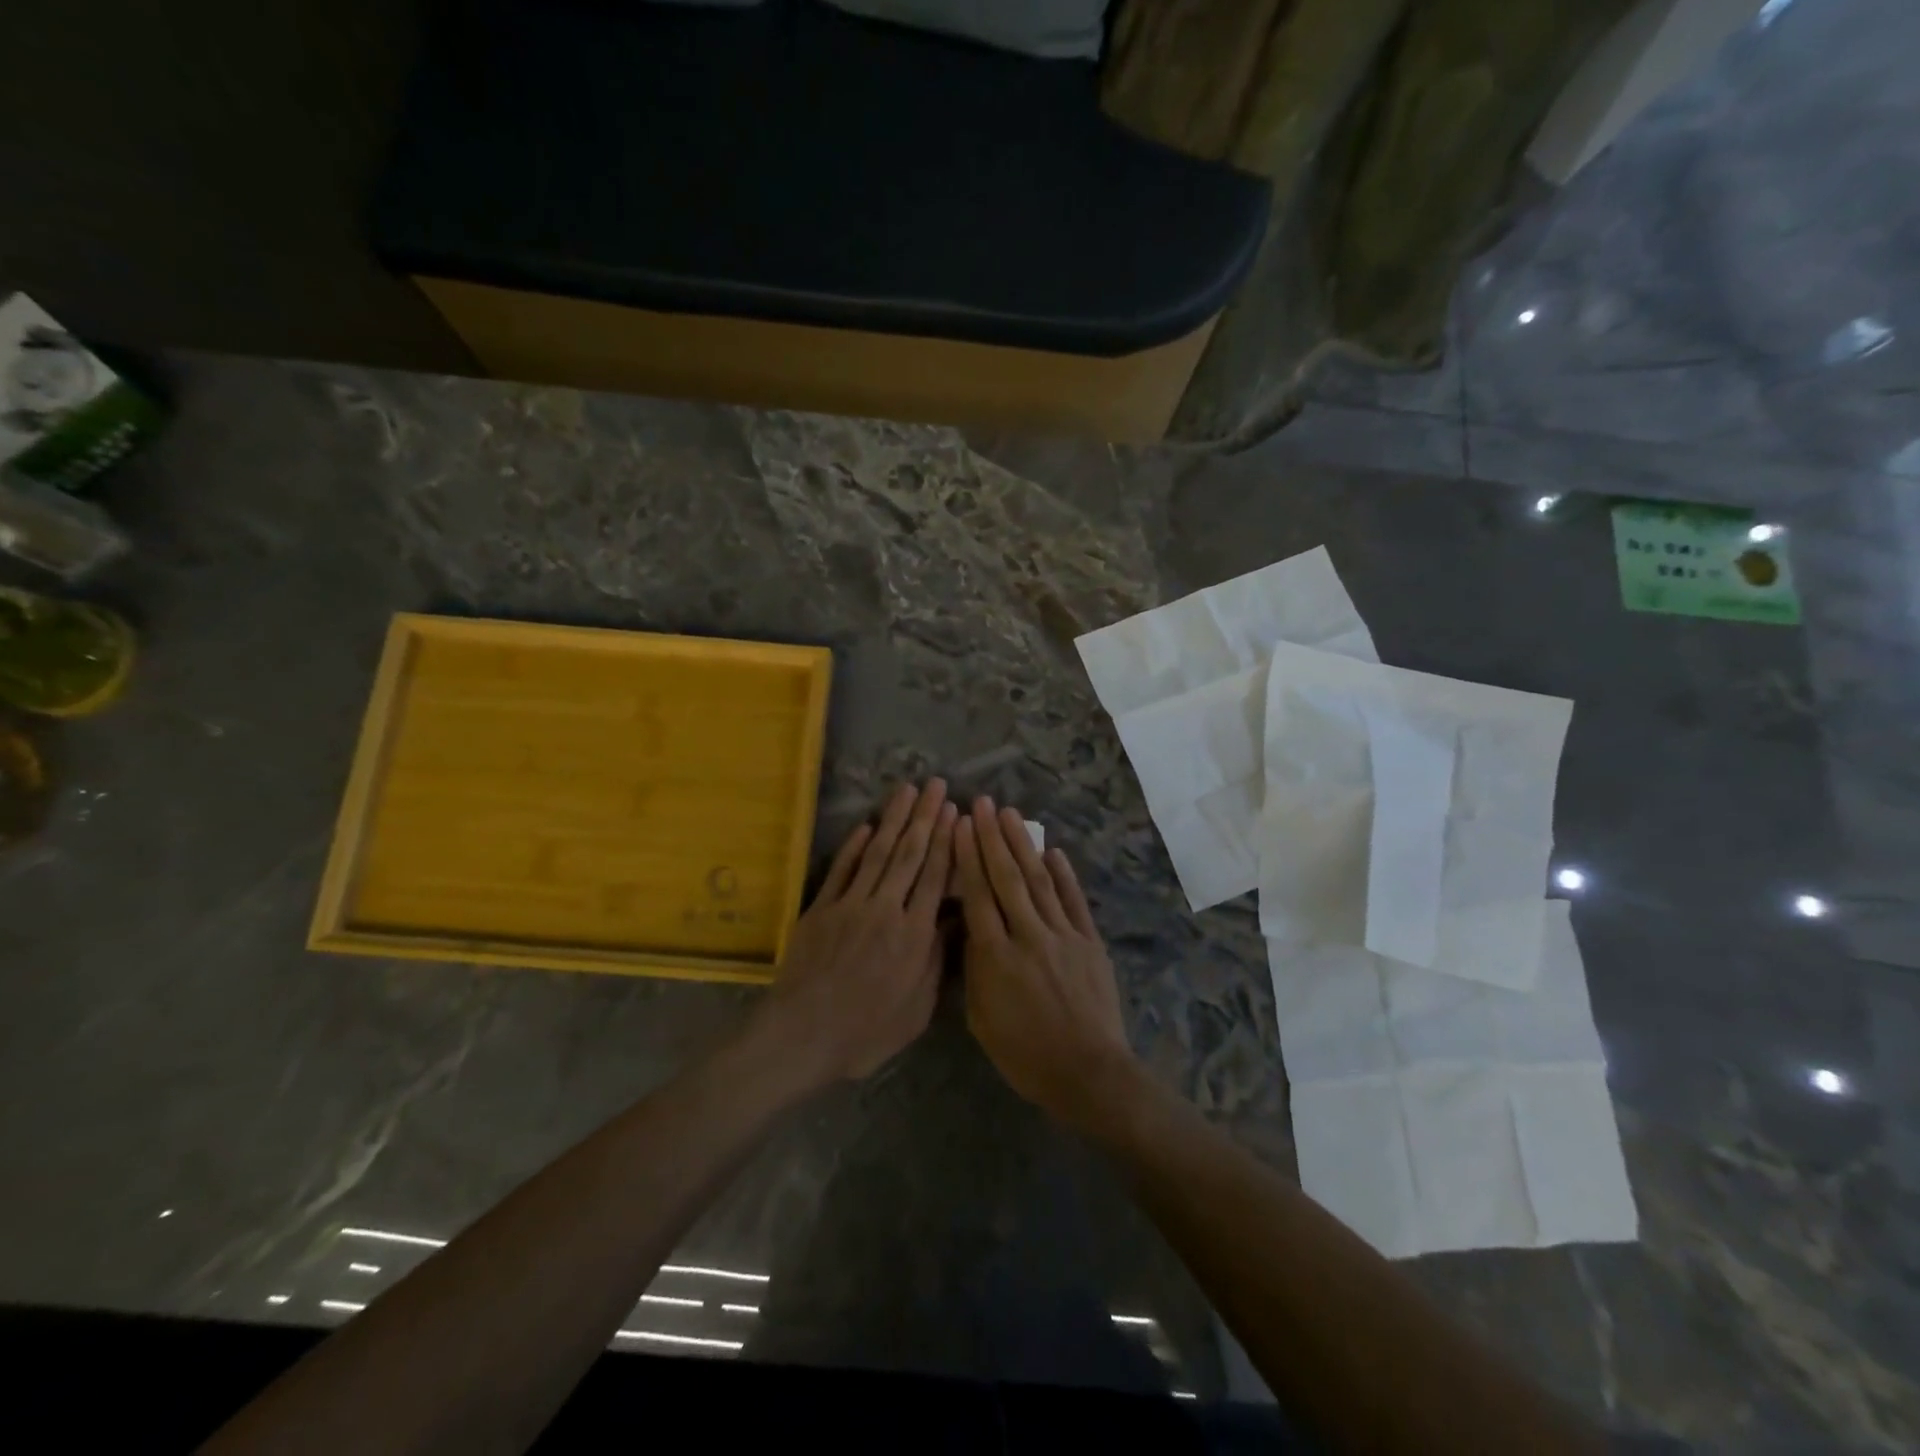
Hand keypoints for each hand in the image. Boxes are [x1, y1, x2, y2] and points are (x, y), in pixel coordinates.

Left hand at [749, 780, 956, 1087]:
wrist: (801, 1036)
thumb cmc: (865, 1033)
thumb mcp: (916, 1010)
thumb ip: (935, 962)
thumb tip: (954, 921)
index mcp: (913, 935)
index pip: (935, 877)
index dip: (947, 842)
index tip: (955, 812)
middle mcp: (886, 909)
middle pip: (910, 855)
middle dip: (925, 817)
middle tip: (936, 785)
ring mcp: (850, 905)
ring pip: (878, 854)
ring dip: (894, 819)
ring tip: (907, 790)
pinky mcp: (821, 908)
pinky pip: (841, 870)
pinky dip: (854, 846)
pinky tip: (867, 825)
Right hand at [953, 798, 1133, 1130]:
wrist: (1089, 1073)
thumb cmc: (1026, 1056)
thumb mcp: (981, 1021)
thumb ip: (974, 972)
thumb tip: (971, 932)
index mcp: (995, 958)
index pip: (978, 896)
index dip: (968, 857)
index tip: (961, 825)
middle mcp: (1028, 936)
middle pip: (1007, 878)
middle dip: (992, 838)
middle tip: (981, 803)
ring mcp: (1063, 936)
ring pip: (1039, 881)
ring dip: (1023, 845)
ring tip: (1009, 815)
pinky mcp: (1090, 942)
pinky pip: (1074, 901)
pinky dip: (1064, 874)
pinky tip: (1053, 851)